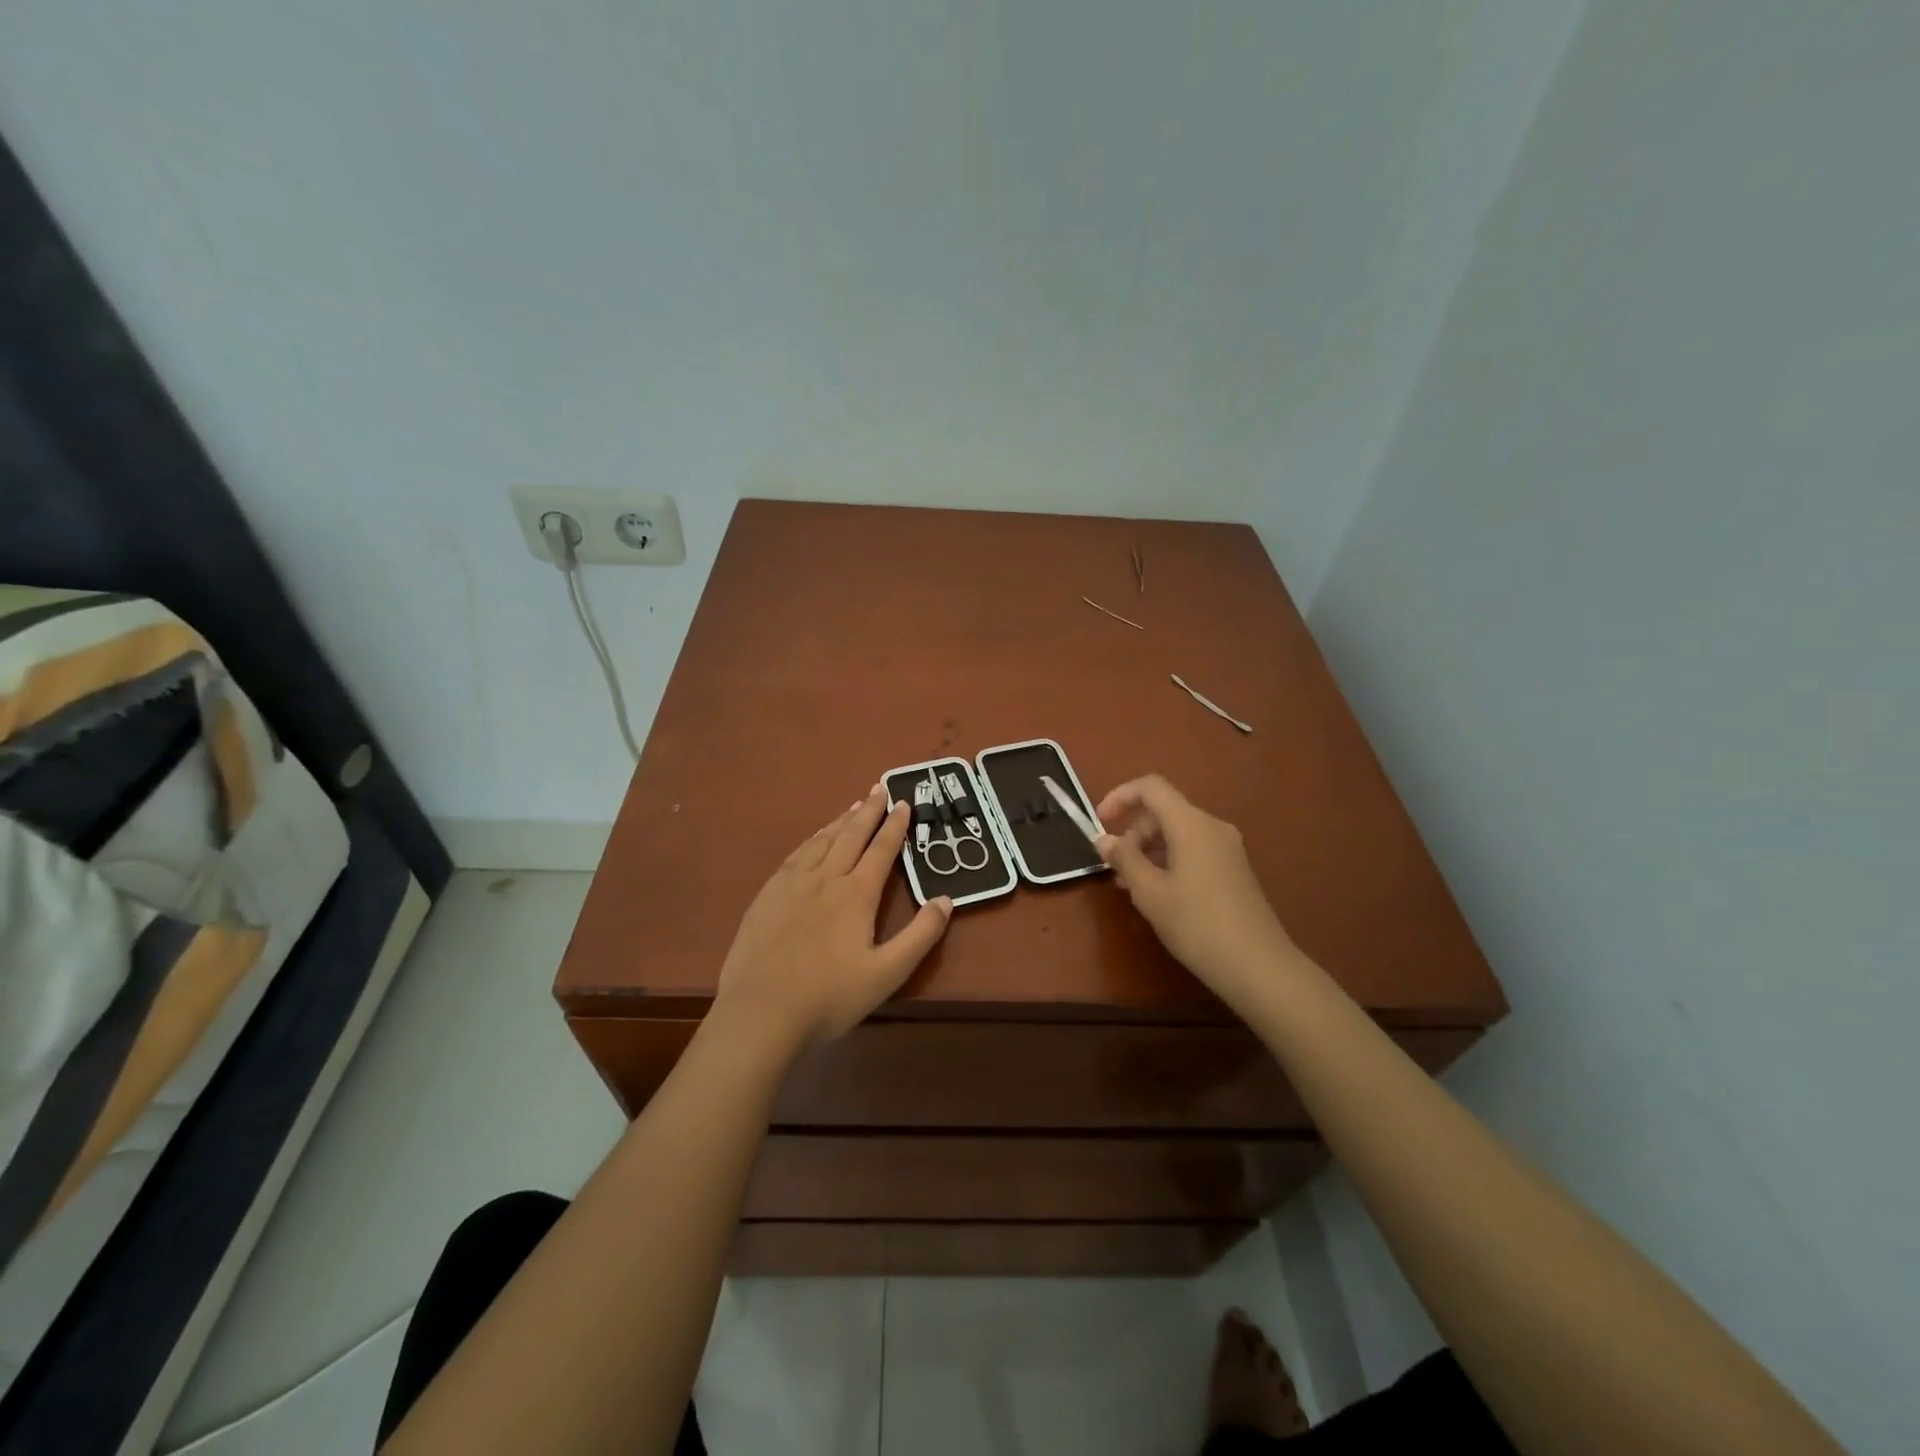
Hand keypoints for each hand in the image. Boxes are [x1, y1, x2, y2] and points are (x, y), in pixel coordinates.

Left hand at [715, 784, 951, 1046]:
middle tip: (879, 788)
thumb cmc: (829, 997)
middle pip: (851, 836)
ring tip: (853, 807)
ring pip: (821, 841)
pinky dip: (811, 839)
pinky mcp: (767, 896)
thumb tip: (946, 899)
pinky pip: (795, 855)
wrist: (760, 1013)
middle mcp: (825, 878)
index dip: (895, 826)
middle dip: (869, 811)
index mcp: (856, 894)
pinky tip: (813, 840)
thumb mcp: (888, 973)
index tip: (904, 803)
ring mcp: (791, 884)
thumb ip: (921, 935)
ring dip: (840, 821)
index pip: (881, 850)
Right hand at [1095, 774, 1296, 1011]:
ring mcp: (1227, 848)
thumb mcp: (1150, 893)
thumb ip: (1124, 859)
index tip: (1100, 823)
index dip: (1120, 796)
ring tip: (1132, 887)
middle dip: (1133, 833)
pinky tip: (1160, 895)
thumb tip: (1104, 839)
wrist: (1258, 966)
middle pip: (1164, 811)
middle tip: (1116, 869)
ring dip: (1149, 851)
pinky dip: (1169, 861)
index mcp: (1191, 824)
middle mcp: (1212, 827)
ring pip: (1178, 833)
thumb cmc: (1197, 924)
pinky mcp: (1234, 869)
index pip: (1151, 787)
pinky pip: (1194, 850)